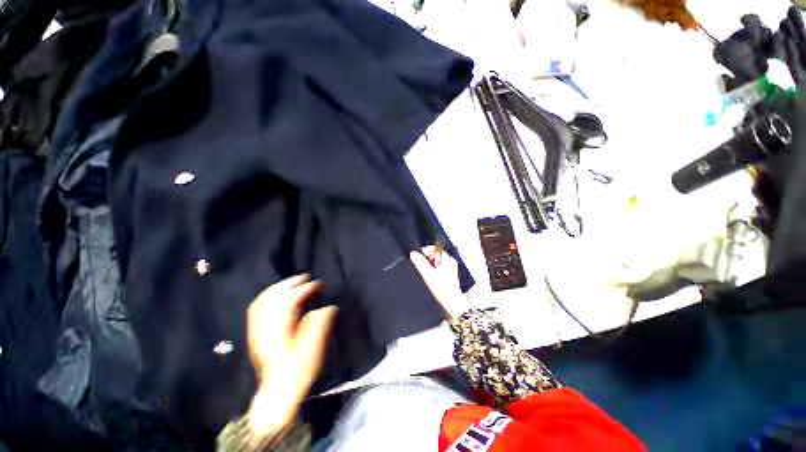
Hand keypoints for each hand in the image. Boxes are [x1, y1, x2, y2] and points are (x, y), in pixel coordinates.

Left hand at [246, 275, 337, 436]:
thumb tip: (329, 307)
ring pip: (263, 300)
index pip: (291, 300)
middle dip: (290, 283)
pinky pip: (256, 308)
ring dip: (278, 287)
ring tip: (292, 281)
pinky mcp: (255, 334)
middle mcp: (266, 327)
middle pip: (274, 296)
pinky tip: (274, 294)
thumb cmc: (298, 371)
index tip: (319, 284)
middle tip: (306, 276)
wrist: (277, 392)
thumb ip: (320, 325)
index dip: (306, 289)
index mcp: (281, 330)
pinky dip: (266, 296)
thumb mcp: (314, 349)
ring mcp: (258, 330)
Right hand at [410, 246, 467, 319]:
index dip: (425, 251)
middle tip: (422, 269)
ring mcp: (449, 271)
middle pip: (434, 256)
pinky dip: (432, 274)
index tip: (418, 257)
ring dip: (428, 268)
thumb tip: (413, 254)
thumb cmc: (443, 291)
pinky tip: (430, 281)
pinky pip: (437, 271)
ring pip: (435, 264)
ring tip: (426, 276)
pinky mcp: (447, 279)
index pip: (434, 248)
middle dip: (426, 261)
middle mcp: (450, 264)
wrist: (452, 307)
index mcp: (448, 259)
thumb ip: (419, 262)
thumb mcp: (428, 274)